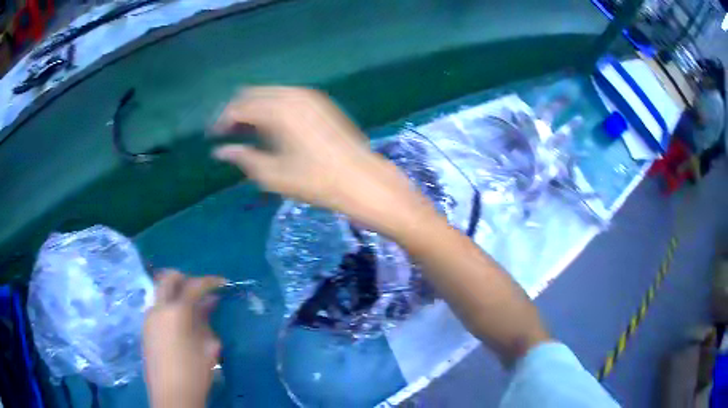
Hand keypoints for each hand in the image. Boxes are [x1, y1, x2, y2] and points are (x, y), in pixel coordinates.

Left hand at [143, 271, 225, 407]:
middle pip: (167, 278)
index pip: (193, 285)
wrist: (171, 395)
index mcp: (175, 312)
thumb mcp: (207, 347)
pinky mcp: (145, 328)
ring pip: (160, 292)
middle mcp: (158, 308)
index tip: (222, 282)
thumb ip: (206, 321)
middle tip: (200, 289)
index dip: (209, 281)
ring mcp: (148, 318)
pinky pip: (156, 307)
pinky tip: (180, 323)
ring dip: (175, 292)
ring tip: (192, 308)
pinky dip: (168, 305)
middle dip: (184, 278)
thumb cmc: (194, 373)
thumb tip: (209, 303)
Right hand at [212, 87, 435, 237]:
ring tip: (246, 133)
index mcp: (277, 110)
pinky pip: (286, 97)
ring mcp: (309, 96)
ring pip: (269, 93)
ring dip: (254, 108)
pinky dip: (272, 107)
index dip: (222, 121)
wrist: (362, 180)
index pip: (238, 107)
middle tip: (227, 134)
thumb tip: (220, 151)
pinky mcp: (320, 102)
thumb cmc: (315, 181)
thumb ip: (243, 157)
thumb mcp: (272, 175)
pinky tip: (270, 127)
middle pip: (252, 94)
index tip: (213, 136)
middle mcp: (291, 95)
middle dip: (236, 112)